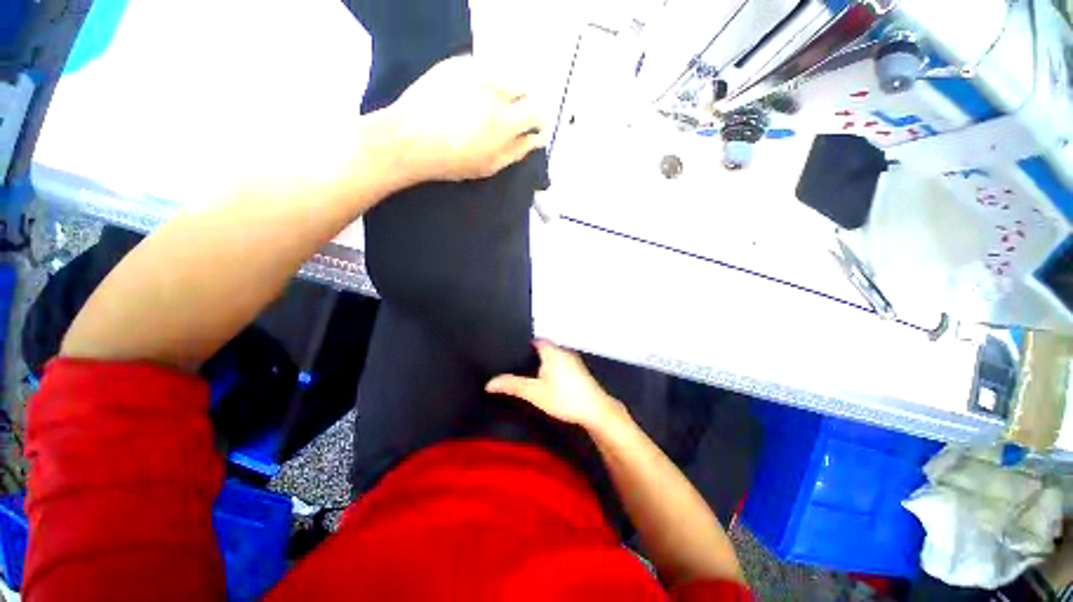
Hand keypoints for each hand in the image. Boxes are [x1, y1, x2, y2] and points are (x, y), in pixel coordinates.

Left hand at [387, 56, 545, 183]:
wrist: (410, 139)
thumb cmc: (453, 161)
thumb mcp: (490, 165)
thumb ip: (518, 151)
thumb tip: (538, 139)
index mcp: (505, 121)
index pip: (536, 111)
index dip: (537, 119)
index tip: (531, 127)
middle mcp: (495, 91)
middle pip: (523, 88)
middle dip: (522, 102)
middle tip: (508, 117)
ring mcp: (475, 73)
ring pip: (504, 75)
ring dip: (504, 89)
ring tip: (488, 105)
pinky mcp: (457, 63)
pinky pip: (483, 67)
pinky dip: (484, 79)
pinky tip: (470, 94)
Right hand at [486, 342, 625, 430]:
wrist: (596, 411)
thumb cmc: (564, 398)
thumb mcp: (535, 393)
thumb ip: (513, 386)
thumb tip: (489, 383)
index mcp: (552, 351)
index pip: (534, 340)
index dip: (522, 345)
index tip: (511, 353)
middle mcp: (564, 351)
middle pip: (543, 348)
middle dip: (531, 355)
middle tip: (516, 365)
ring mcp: (574, 361)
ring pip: (553, 357)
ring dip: (542, 363)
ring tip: (528, 374)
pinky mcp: (579, 371)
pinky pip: (561, 364)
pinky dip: (552, 369)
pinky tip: (548, 382)